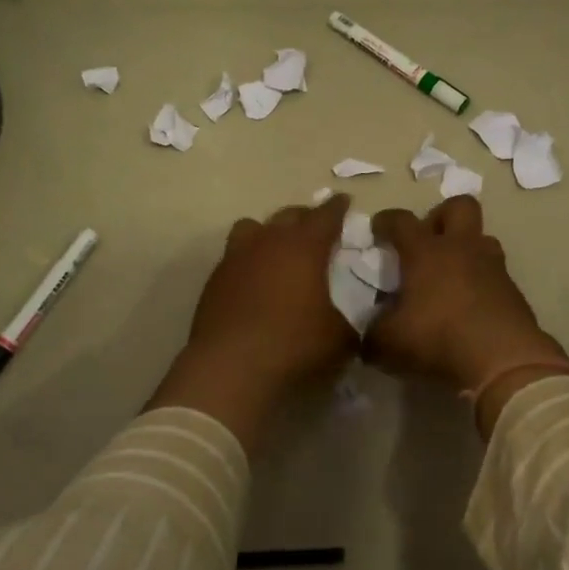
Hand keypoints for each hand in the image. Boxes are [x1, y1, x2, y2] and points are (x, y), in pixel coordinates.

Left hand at [148, 195, 357, 447]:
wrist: (230, 369)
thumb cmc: (294, 346)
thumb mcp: (340, 339)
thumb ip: (351, 320)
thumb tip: (354, 317)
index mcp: (304, 247)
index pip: (326, 215)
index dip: (338, 207)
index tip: (344, 200)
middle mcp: (268, 241)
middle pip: (288, 215)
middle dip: (305, 217)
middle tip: (317, 228)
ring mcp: (236, 258)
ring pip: (252, 227)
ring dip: (269, 232)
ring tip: (278, 249)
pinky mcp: (214, 280)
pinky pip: (234, 256)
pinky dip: (248, 261)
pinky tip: (255, 282)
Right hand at [365, 195, 568, 432]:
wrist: (504, 362)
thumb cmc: (438, 339)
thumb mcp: (389, 344)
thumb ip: (373, 334)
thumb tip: (370, 334)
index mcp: (426, 252)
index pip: (402, 221)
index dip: (387, 221)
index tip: (378, 229)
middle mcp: (462, 249)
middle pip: (459, 206)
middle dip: (441, 216)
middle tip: (427, 241)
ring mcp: (493, 267)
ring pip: (483, 238)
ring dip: (466, 249)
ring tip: (451, 275)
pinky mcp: (514, 291)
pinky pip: (495, 274)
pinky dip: (481, 282)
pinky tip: (470, 306)